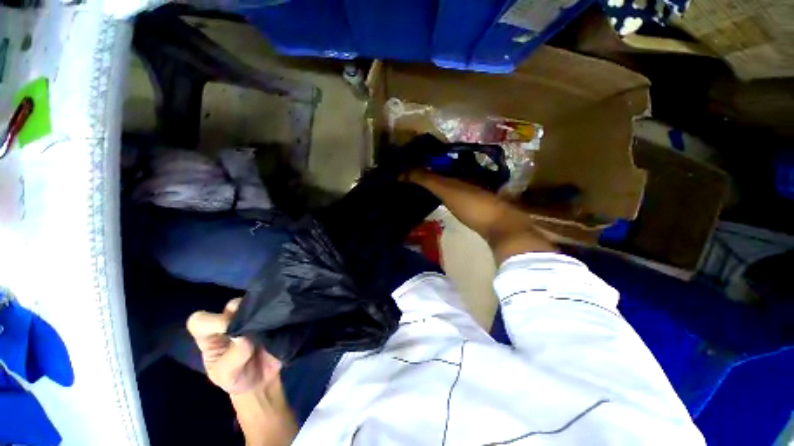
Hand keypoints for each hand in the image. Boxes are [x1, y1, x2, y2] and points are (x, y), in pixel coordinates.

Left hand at [187, 298, 281, 394]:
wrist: (262, 382)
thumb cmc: (236, 379)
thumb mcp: (227, 375)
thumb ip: (234, 356)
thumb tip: (244, 336)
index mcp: (210, 336)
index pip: (199, 320)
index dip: (212, 321)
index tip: (230, 330)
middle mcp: (229, 322)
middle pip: (233, 305)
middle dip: (243, 312)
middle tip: (255, 325)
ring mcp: (250, 318)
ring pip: (254, 302)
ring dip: (261, 310)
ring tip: (270, 323)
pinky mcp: (269, 317)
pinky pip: (272, 307)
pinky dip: (276, 312)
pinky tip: (279, 321)